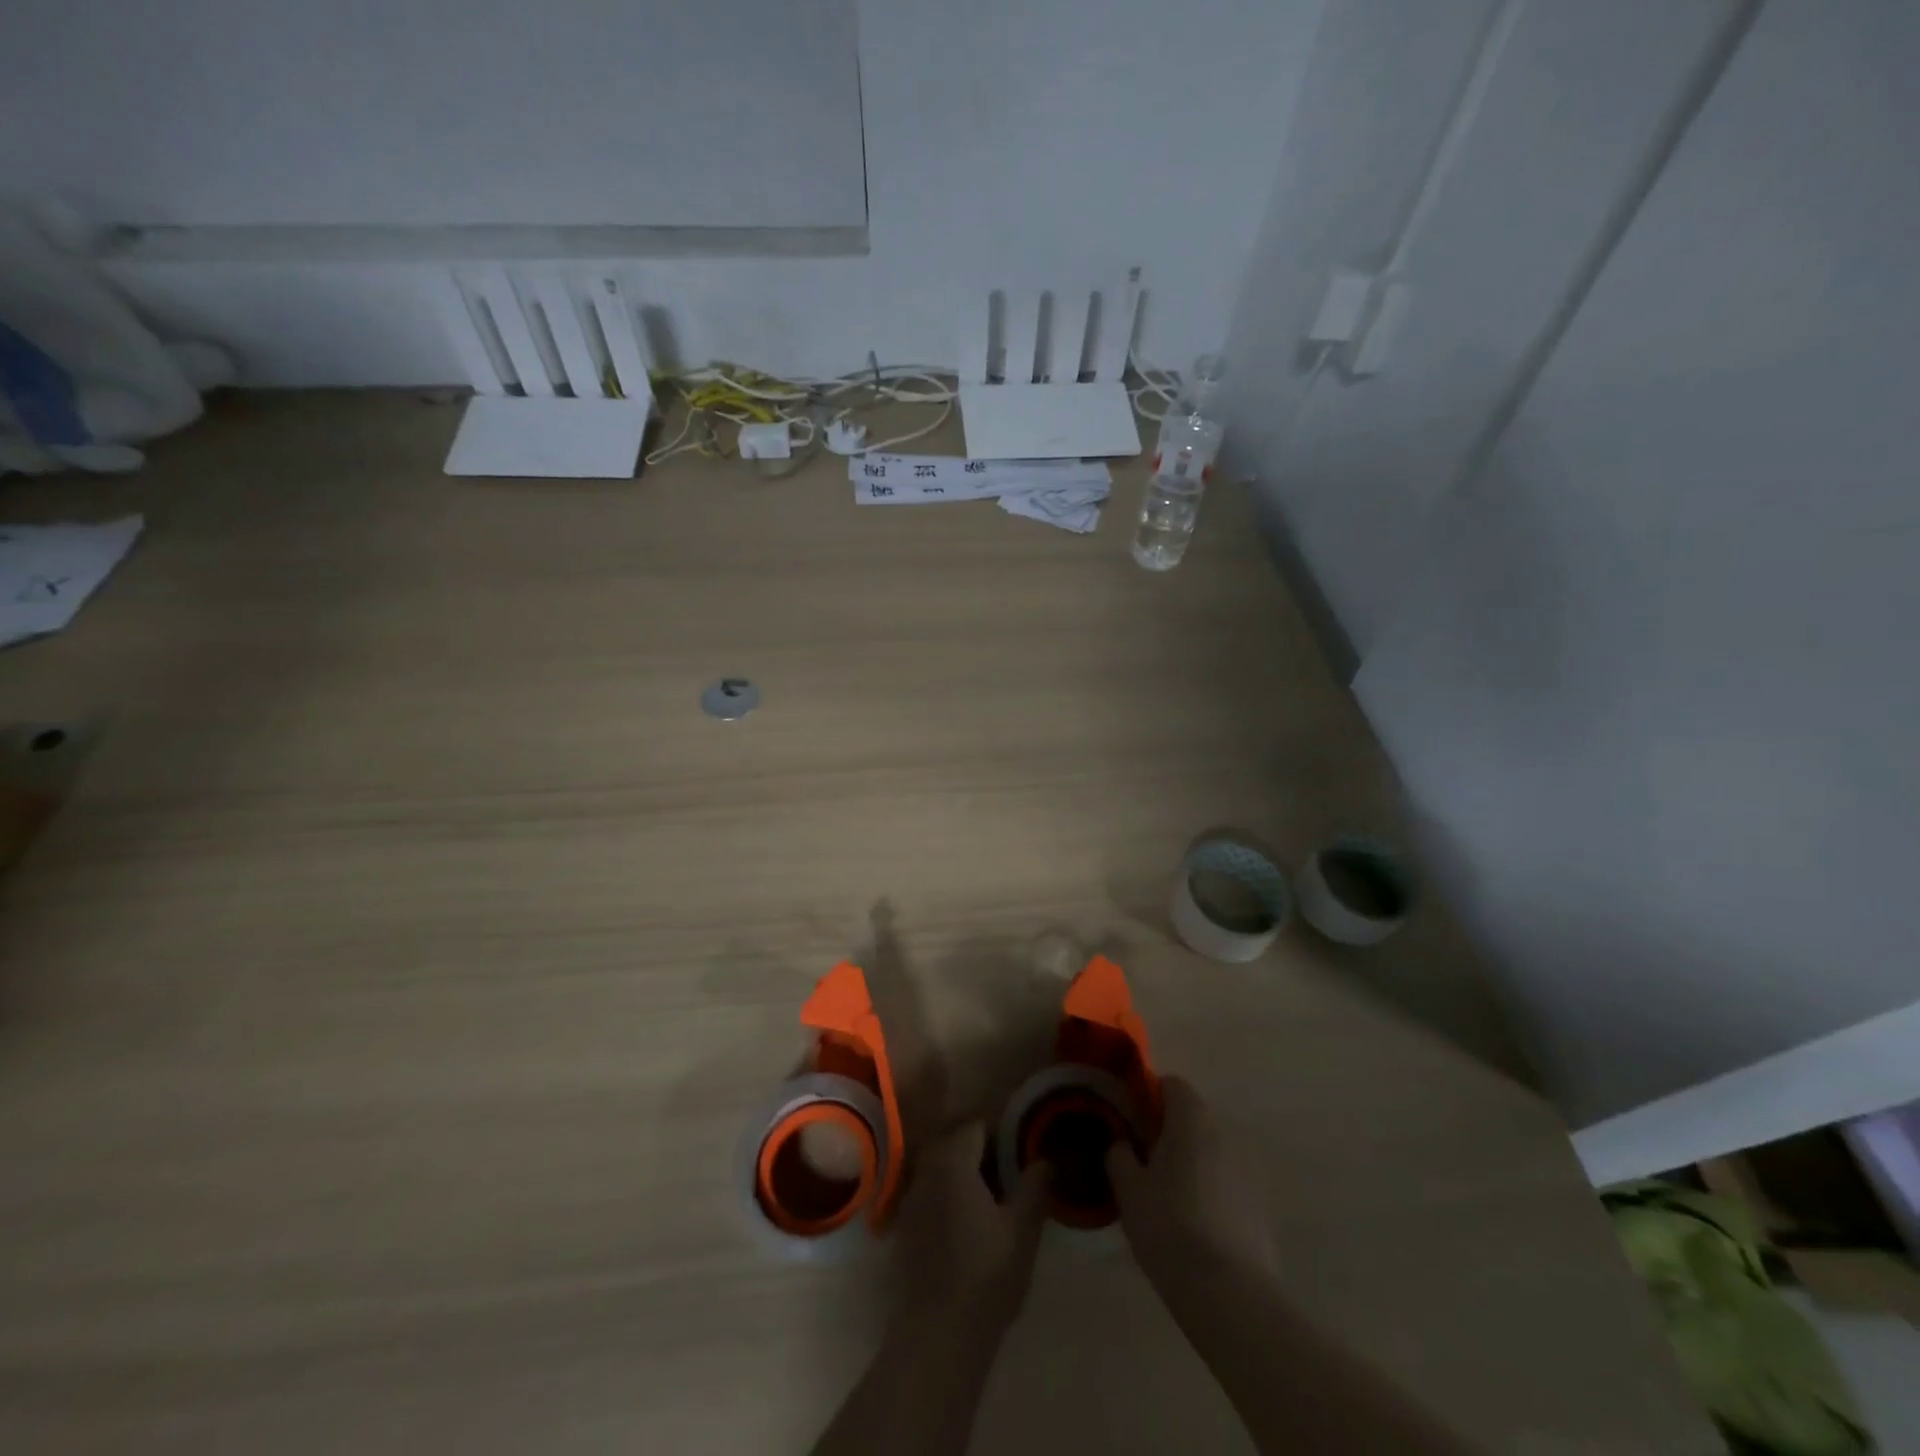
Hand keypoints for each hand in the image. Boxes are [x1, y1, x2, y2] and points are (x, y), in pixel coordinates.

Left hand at [891, 1121, 1047, 1336]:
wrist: (937, 1336)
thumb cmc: (985, 1276)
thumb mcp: (1022, 1230)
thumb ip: (1034, 1187)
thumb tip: (1046, 1160)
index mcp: (952, 1160)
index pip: (977, 1125)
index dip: (1002, 1130)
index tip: (1025, 1142)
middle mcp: (926, 1170)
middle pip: (956, 1142)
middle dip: (984, 1148)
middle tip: (1014, 1167)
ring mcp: (912, 1198)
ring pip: (943, 1166)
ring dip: (967, 1171)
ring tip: (998, 1193)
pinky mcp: (907, 1226)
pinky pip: (932, 1191)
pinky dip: (952, 1192)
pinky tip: (972, 1218)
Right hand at [1106, 1075, 1277, 1285]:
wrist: (1231, 1295)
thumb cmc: (1170, 1228)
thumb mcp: (1128, 1190)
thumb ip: (1119, 1156)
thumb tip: (1122, 1144)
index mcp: (1191, 1119)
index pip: (1170, 1084)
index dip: (1148, 1096)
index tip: (1130, 1123)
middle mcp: (1224, 1133)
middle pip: (1191, 1117)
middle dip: (1167, 1131)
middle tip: (1143, 1162)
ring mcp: (1247, 1168)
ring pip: (1210, 1150)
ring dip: (1190, 1161)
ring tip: (1167, 1198)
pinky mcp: (1260, 1204)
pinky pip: (1226, 1181)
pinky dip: (1210, 1189)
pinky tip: (1194, 1225)